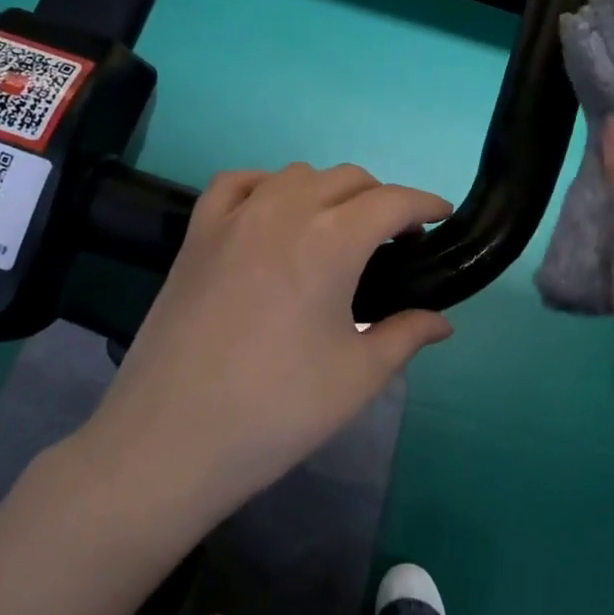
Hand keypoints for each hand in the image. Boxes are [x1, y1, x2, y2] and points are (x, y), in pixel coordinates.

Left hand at [75, 165, 454, 531]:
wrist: (171, 440)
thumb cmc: (278, 410)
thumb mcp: (359, 376)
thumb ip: (407, 334)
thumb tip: (442, 322)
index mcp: (331, 240)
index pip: (393, 201)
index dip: (425, 205)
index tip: (442, 219)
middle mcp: (284, 211)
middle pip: (348, 179)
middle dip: (382, 199)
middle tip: (394, 242)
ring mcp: (234, 218)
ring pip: (296, 175)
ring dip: (330, 191)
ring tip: (338, 232)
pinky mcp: (197, 234)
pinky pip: (238, 183)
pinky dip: (268, 187)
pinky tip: (274, 214)